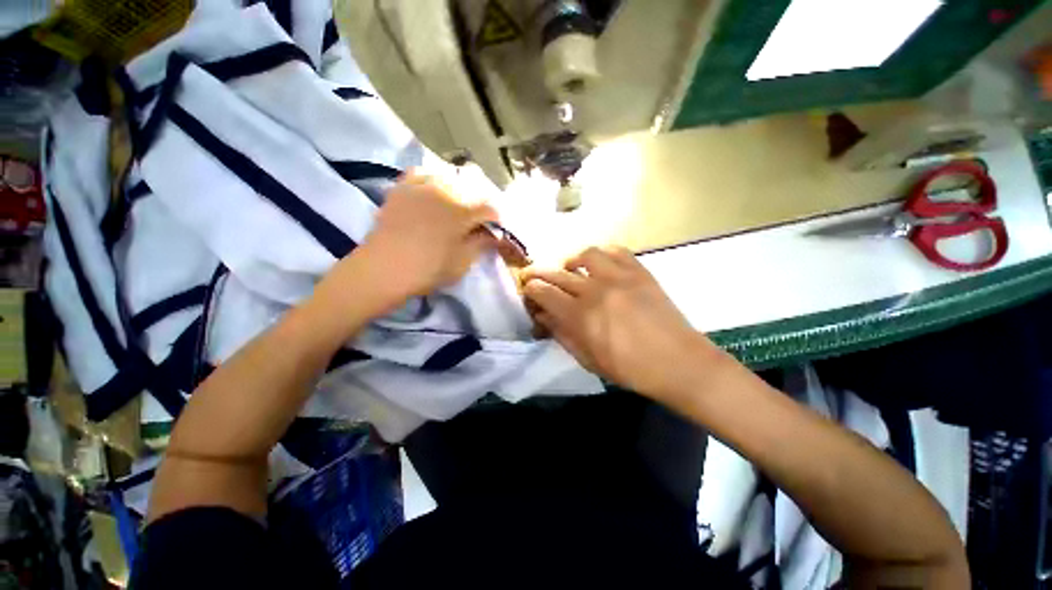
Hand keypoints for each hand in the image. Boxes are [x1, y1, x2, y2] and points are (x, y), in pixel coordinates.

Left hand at [359, 169, 497, 293]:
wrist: (383, 269)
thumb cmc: (428, 269)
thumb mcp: (462, 262)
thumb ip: (481, 244)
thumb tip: (494, 234)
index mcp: (462, 212)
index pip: (490, 209)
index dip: (496, 221)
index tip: (494, 232)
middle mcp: (444, 192)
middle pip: (472, 191)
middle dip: (479, 206)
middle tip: (477, 224)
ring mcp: (421, 186)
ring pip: (449, 178)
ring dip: (459, 192)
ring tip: (456, 207)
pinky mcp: (402, 188)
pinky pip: (422, 174)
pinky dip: (432, 180)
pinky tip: (433, 192)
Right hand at [522, 246, 720, 398]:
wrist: (679, 362)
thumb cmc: (630, 369)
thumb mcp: (587, 359)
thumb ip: (561, 334)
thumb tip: (542, 315)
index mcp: (580, 316)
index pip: (544, 293)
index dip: (531, 290)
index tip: (527, 291)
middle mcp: (595, 290)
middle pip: (557, 273)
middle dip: (539, 273)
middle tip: (533, 276)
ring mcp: (619, 277)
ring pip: (585, 254)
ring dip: (571, 260)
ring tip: (571, 269)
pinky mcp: (640, 271)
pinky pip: (616, 251)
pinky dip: (602, 254)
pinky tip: (599, 265)